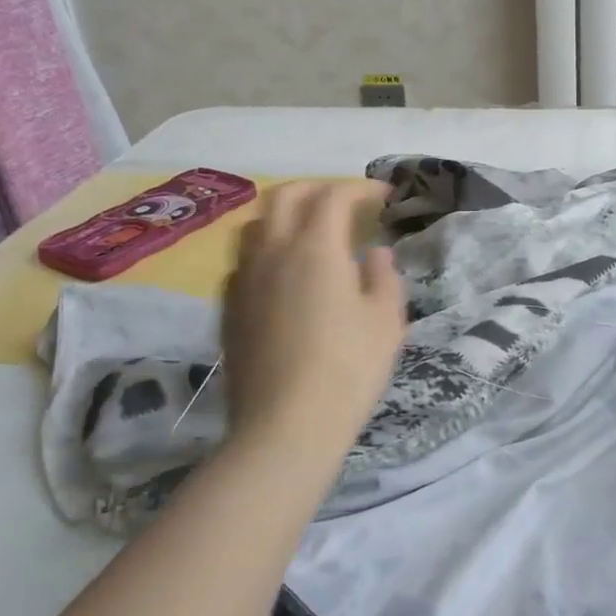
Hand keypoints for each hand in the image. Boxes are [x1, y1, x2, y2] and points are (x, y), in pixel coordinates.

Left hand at [222, 180, 405, 459]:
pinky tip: (284, 275)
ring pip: (256, 224)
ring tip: (310, 232)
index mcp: (314, 247)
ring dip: (285, 215)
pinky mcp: (229, 309)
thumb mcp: (386, 320)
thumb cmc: (347, 369)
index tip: (384, 196)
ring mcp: (244, 280)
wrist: (284, 427)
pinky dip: (267, 250)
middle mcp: (272, 252)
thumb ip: (383, 276)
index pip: (334, 196)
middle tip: (345, 203)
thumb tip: (374, 253)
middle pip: (285, 196)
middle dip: (317, 189)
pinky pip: (244, 261)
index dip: (361, 189)